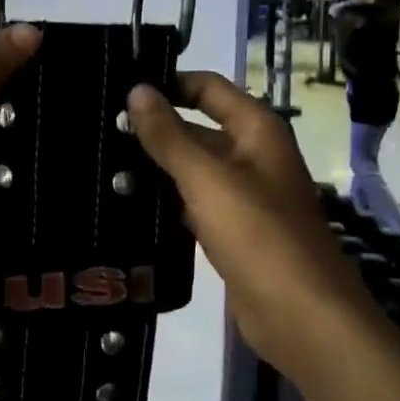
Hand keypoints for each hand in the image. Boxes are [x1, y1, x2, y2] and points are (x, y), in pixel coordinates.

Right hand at [127, 72, 374, 368]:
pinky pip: (193, 206)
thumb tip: (136, 90)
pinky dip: (166, 202)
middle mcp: (252, 157)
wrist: (301, 316)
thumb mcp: (208, 179)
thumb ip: (169, 136)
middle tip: (98, 130)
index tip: (119, 89)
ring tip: (101, 164)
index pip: (208, 89)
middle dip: (155, 129)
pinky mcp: (232, 233)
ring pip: (192, 170)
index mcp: (257, 132)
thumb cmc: (259, 235)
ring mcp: (243, 198)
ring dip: (156, 168)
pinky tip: (128, 206)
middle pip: (198, 129)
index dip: (169, 84)